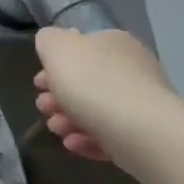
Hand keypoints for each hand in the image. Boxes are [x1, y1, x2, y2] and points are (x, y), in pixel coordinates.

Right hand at [32, 26, 179, 164]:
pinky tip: (74, 143)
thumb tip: (52, 43)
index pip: (81, 49)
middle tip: (44, 107)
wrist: (139, 130)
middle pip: (85, 82)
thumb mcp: (57, 48)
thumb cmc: (92, 82)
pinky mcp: (144, 135)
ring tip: (57, 129)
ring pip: (94, 111)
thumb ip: (49, 40)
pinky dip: (87, 139)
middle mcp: (132, 69)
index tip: (39, 83)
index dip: (54, 66)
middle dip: (58, 97)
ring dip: (67, 120)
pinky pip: (108, 135)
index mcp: (114, 43)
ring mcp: (140, 103)